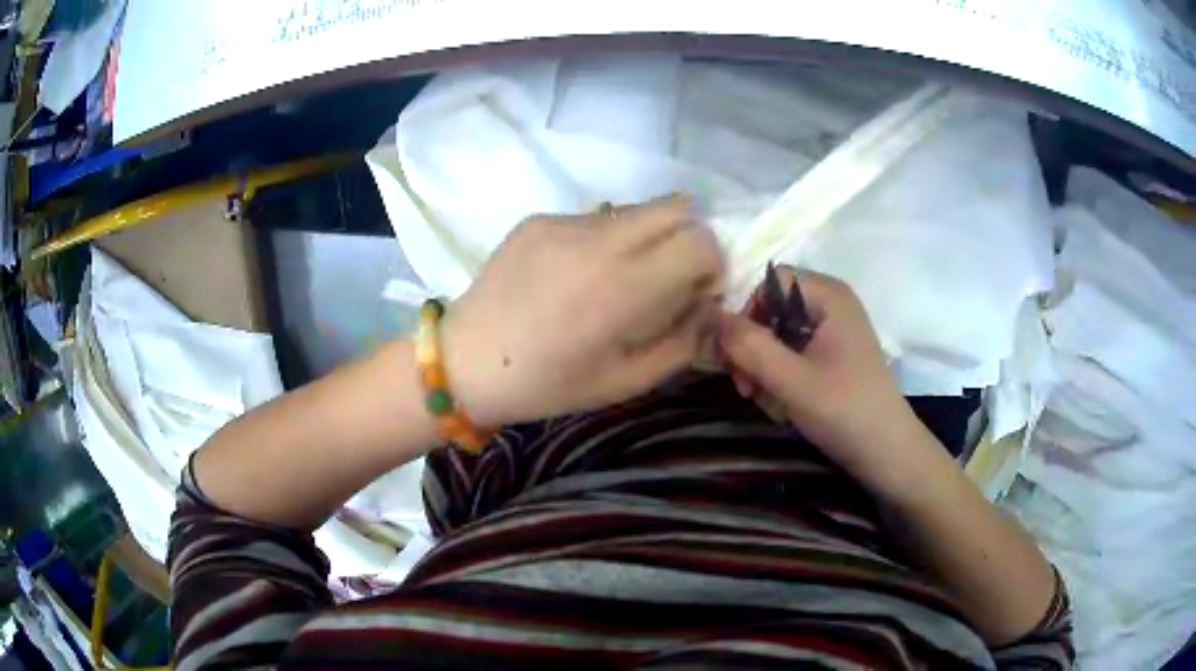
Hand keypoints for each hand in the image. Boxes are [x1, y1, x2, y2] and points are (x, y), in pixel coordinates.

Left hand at [442, 194, 723, 425]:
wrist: (466, 361)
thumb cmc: (548, 384)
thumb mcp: (626, 381)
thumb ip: (683, 342)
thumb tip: (709, 305)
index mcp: (624, 287)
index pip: (700, 240)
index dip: (711, 263)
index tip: (695, 291)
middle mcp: (600, 240)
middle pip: (676, 206)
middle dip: (687, 238)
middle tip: (667, 277)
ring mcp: (565, 222)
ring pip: (636, 209)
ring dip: (646, 237)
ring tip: (615, 279)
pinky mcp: (539, 219)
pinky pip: (595, 218)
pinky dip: (605, 240)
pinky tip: (574, 276)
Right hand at [717, 267, 928, 483]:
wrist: (887, 453)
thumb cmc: (845, 412)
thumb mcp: (792, 381)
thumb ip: (750, 347)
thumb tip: (712, 317)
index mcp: (829, 296)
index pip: (770, 282)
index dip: (745, 310)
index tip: (731, 353)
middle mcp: (832, 304)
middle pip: (773, 307)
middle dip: (752, 345)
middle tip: (742, 385)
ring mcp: (834, 330)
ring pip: (780, 333)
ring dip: (762, 364)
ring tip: (758, 398)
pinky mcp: (834, 354)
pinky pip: (794, 351)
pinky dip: (779, 374)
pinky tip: (778, 402)